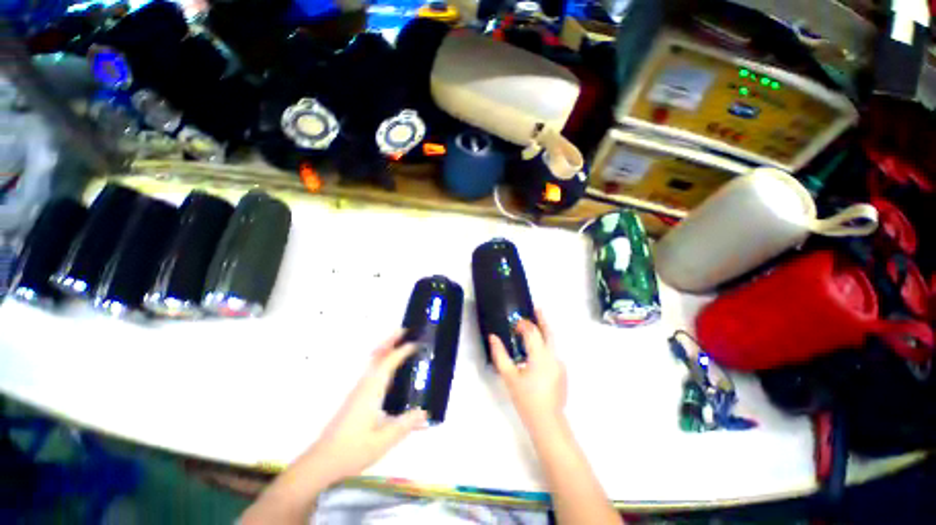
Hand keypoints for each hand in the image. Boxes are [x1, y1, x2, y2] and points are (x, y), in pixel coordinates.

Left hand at [302, 330, 426, 486]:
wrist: (321, 462)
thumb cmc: (352, 451)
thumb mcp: (383, 441)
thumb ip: (405, 425)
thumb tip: (425, 412)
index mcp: (371, 392)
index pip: (388, 364)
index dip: (401, 352)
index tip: (415, 344)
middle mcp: (363, 386)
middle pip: (376, 356)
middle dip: (389, 341)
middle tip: (404, 331)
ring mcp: (356, 391)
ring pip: (371, 362)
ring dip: (384, 349)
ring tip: (398, 344)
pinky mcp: (354, 398)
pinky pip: (370, 371)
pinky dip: (379, 360)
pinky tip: (387, 370)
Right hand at [489, 309, 566, 431]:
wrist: (547, 422)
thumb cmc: (526, 399)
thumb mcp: (509, 377)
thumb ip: (500, 355)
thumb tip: (493, 337)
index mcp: (540, 356)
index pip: (532, 332)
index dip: (523, 324)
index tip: (515, 322)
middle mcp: (553, 356)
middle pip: (549, 332)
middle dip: (543, 319)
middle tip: (537, 308)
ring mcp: (560, 364)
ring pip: (552, 342)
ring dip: (544, 332)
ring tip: (534, 327)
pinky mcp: (562, 371)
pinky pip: (553, 353)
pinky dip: (545, 345)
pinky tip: (536, 352)